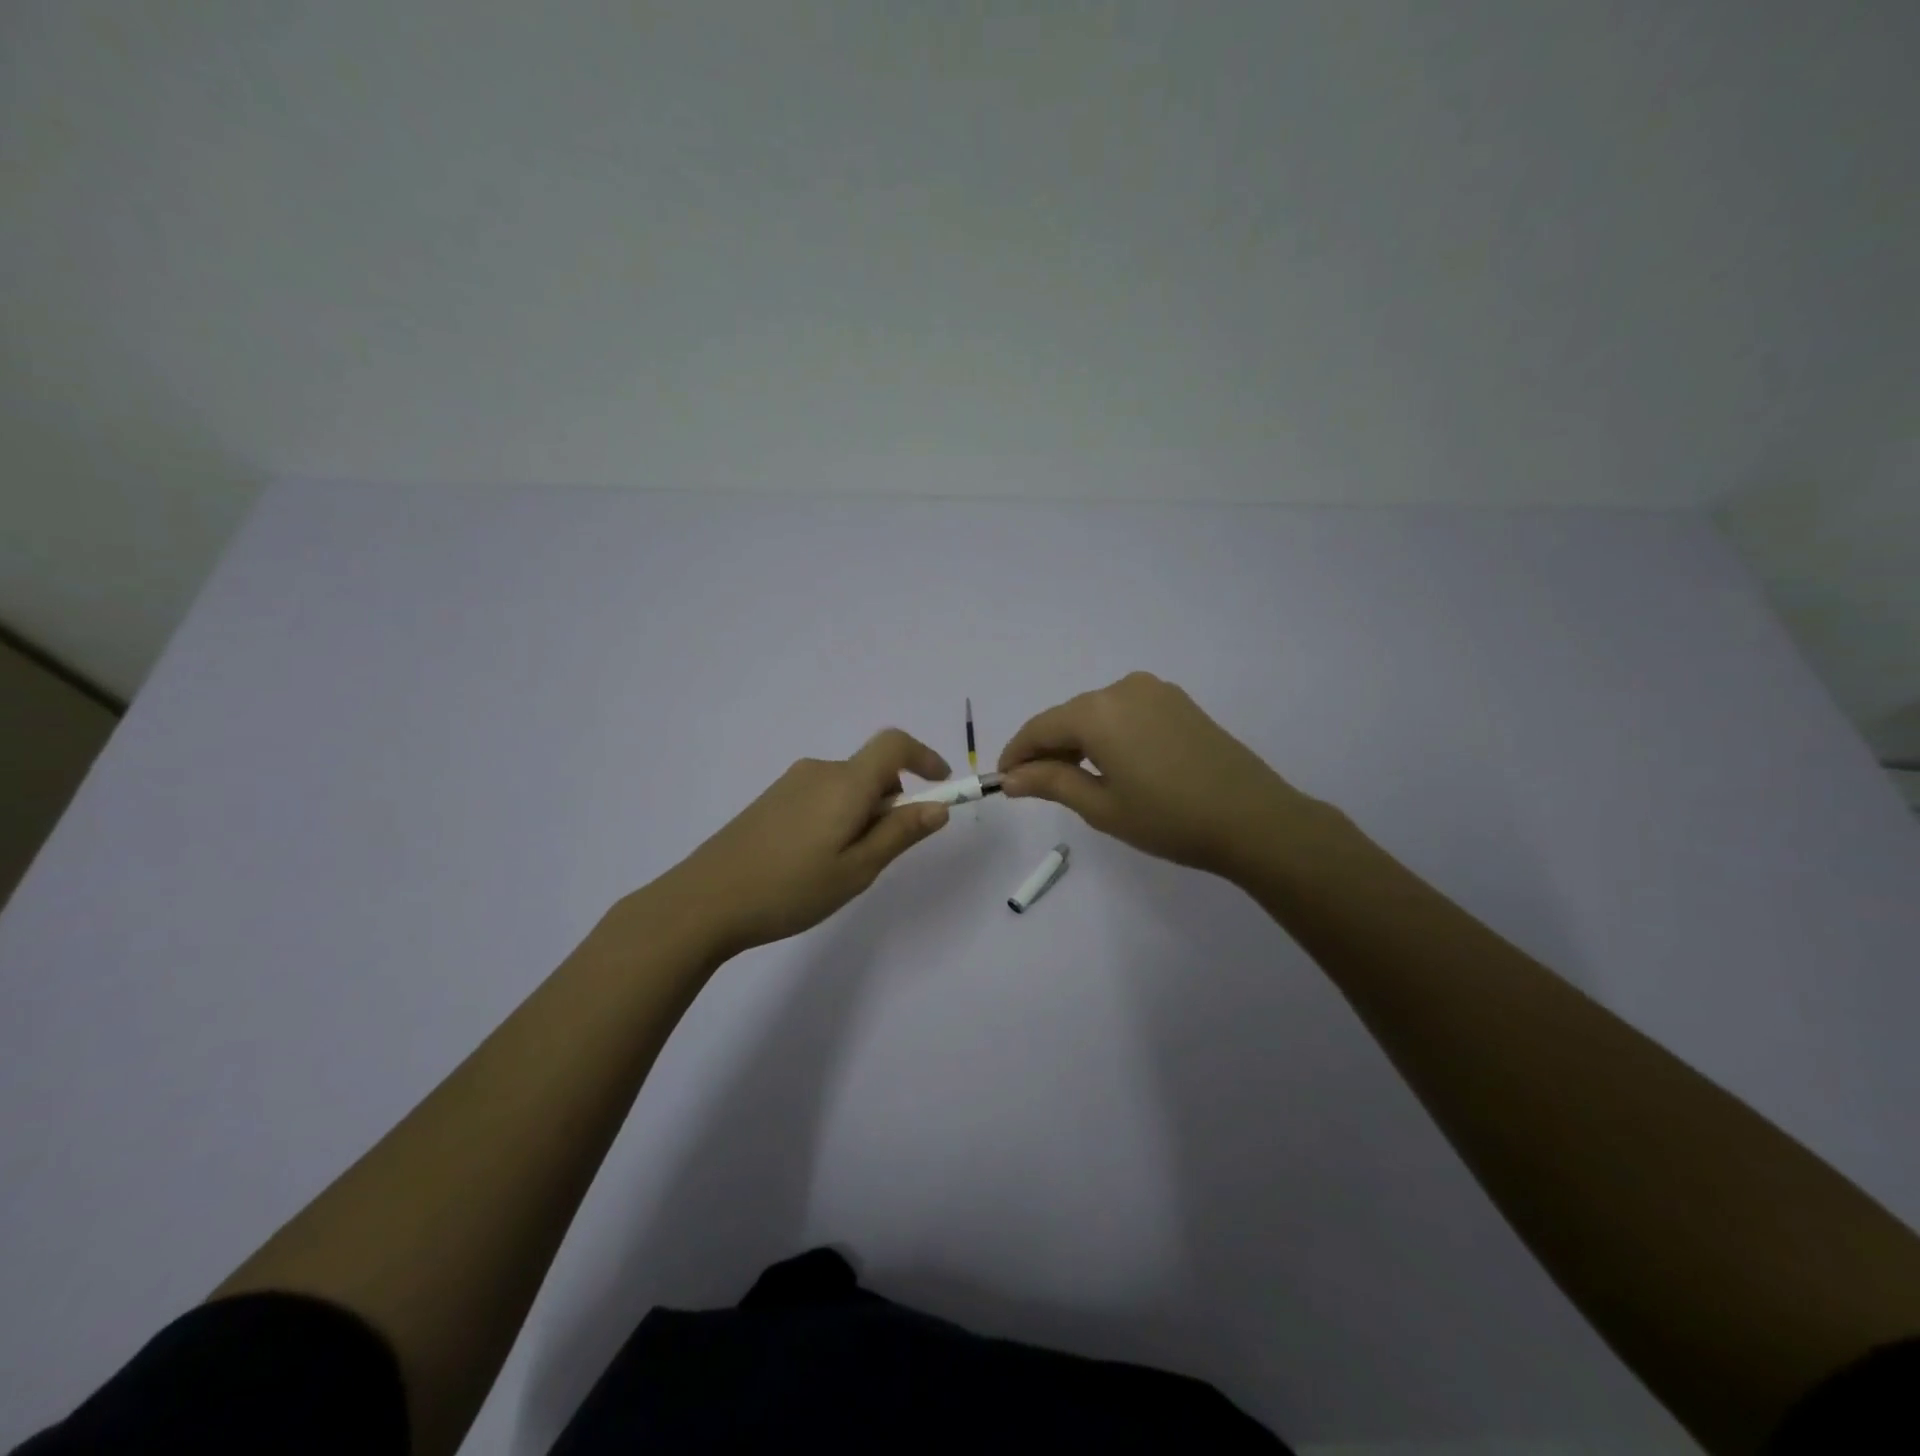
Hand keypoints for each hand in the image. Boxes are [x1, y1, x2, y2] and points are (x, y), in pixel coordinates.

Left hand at [663, 729, 952, 956]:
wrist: (704, 901)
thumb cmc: (791, 888)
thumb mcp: (857, 869)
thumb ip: (900, 834)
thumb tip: (938, 807)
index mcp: (845, 783)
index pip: (894, 744)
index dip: (924, 756)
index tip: (941, 784)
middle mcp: (819, 771)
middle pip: (871, 771)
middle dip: (891, 802)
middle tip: (880, 854)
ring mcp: (790, 784)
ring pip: (846, 787)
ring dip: (861, 813)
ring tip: (842, 867)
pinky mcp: (770, 800)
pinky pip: (821, 797)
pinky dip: (836, 816)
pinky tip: (813, 861)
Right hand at [998, 672, 1312, 880]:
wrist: (1253, 819)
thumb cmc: (1169, 818)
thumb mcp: (1101, 806)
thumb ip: (1051, 783)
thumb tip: (1010, 778)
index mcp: (1097, 712)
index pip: (1040, 728)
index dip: (1017, 754)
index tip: (1003, 781)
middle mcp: (1122, 689)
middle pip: (1068, 717)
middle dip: (1047, 748)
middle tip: (1034, 786)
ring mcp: (1155, 691)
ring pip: (1097, 713)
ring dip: (1078, 741)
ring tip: (1073, 779)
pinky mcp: (1178, 702)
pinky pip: (1125, 712)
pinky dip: (1108, 734)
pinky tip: (1112, 764)